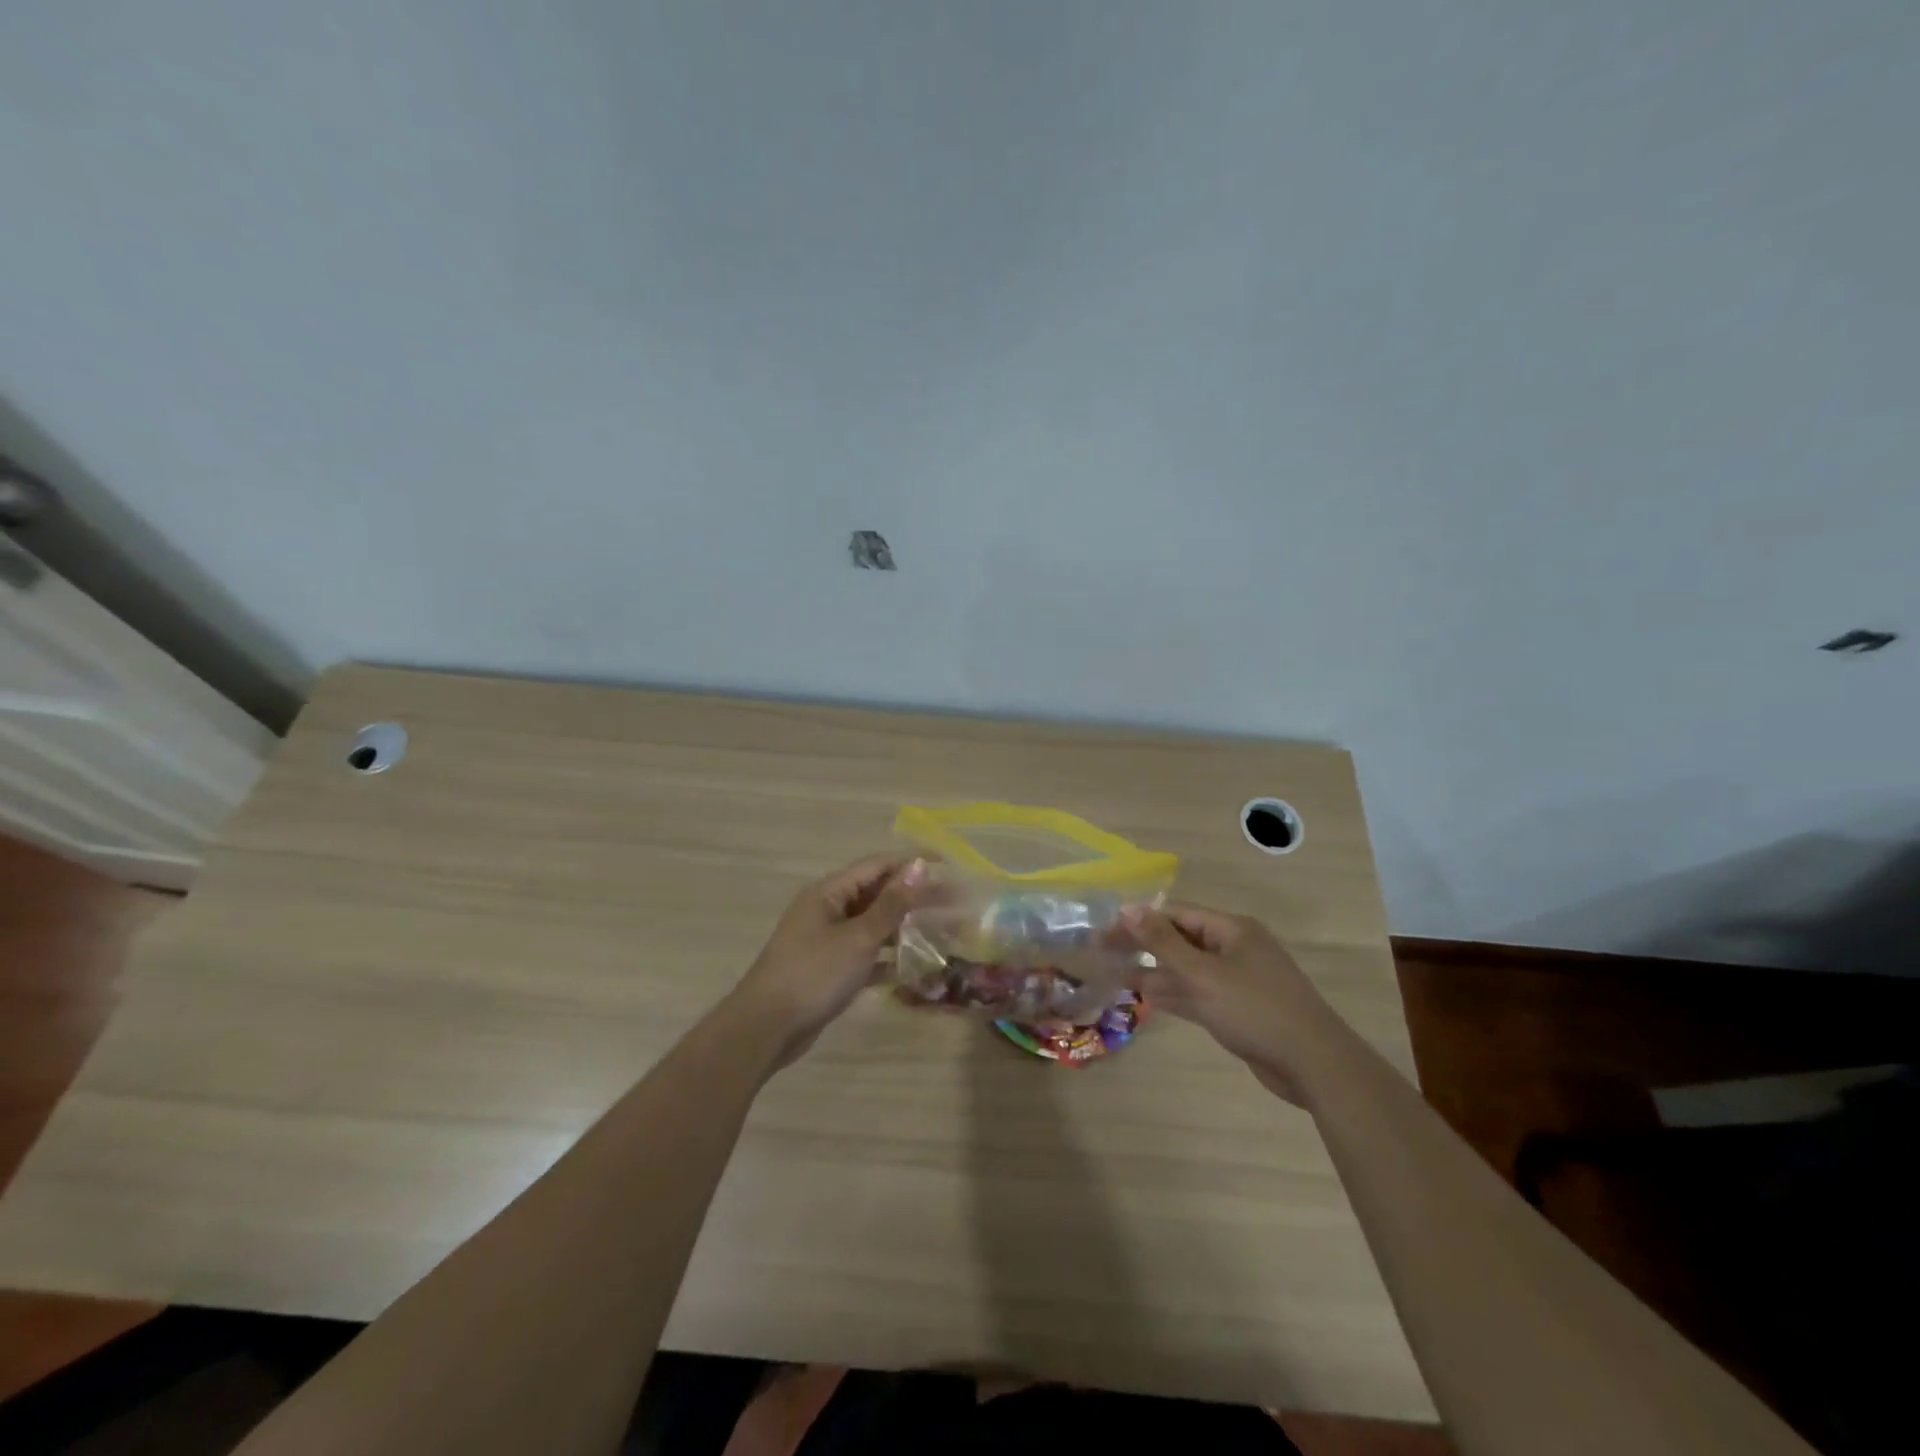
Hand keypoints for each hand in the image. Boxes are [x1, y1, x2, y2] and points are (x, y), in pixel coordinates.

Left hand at [731, 853, 930, 1067]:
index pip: (877, 866)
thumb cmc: (814, 974)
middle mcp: (826, 909)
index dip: (912, 864)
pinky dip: (885, 957)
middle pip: (876, 894)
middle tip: (952, 904)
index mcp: (828, 893)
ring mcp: (825, 940)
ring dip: (902, 927)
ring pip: (871, 925)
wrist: (766, 1029)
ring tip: (939, 932)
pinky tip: (912, 968)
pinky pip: (863, 954)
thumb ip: (891, 904)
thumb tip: (918, 866)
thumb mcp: (858, 938)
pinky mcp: (827, 969)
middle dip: (912, 897)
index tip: (948, 870)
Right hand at [1120, 902, 1335, 1103]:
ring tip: (1115, 974)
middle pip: (1180, 939)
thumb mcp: (1203, 974)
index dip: (1139, 921)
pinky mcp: (1238, 1009)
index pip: (1175, 914)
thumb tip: (1127, 908)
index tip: (1105, 934)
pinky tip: (1145, 996)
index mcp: (1231, 929)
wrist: (1314, 1064)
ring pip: (1187, 969)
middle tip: (1104, 954)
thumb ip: (1162, 942)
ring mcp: (1237, 980)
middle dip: (1144, 946)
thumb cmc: (1255, 1009)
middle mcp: (1234, 948)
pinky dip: (1173, 994)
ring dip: (1154, 972)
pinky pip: (1198, 993)